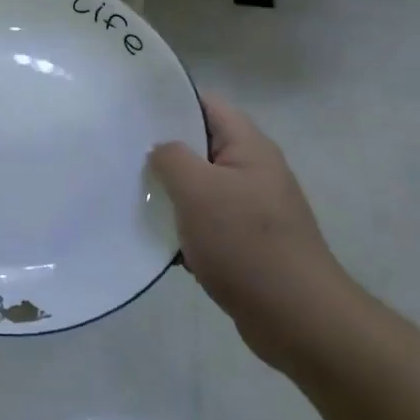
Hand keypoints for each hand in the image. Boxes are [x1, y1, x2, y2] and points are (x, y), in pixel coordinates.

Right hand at [149, 93, 355, 373]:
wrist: (297, 318)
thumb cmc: (246, 243)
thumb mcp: (198, 190)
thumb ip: (171, 158)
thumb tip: (160, 150)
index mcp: (249, 146)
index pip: (207, 104)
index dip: (171, 101)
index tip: (132, 111)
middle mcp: (254, 171)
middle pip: (202, 146)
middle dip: (164, 150)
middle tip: (122, 154)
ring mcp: (253, 208)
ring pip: (201, 187)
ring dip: (171, 193)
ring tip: (130, 194)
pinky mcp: (247, 243)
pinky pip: (207, 223)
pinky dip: (183, 227)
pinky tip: (156, 238)